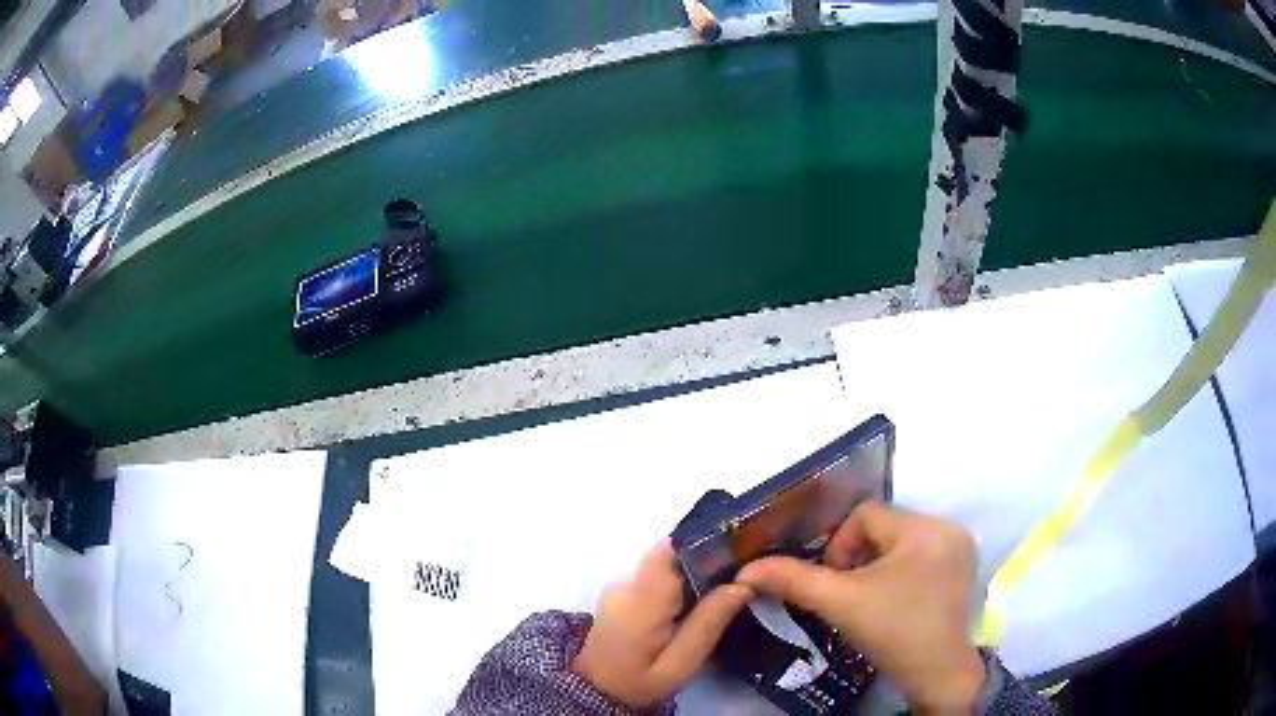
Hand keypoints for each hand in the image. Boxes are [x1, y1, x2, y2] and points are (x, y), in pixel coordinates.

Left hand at [573, 540, 752, 707]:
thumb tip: (741, 584)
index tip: (736, 555)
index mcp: (642, 600)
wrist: (597, 689)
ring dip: (693, 571)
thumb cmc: (641, 681)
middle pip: (672, 554)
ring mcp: (620, 584)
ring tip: (723, 588)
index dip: (705, 546)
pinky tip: (695, 601)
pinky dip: (679, 580)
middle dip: (706, 559)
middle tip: (739, 576)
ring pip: (666, 562)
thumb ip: (708, 624)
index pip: (671, 551)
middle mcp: (627, 582)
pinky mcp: (621, 590)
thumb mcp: (681, 664)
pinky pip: (657, 573)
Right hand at [737, 502, 984, 713]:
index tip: (837, 584)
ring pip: (899, 543)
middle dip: (858, 558)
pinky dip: (899, 572)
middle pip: (884, 528)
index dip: (840, 545)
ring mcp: (959, 549)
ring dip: (877, 566)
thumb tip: (747, 569)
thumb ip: (794, 579)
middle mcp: (949, 528)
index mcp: (925, 527)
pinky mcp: (961, 569)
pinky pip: (919, 556)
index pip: (865, 515)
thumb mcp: (840, 603)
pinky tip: (894, 601)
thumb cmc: (891, 632)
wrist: (935, 674)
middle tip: (849, 594)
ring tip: (870, 599)